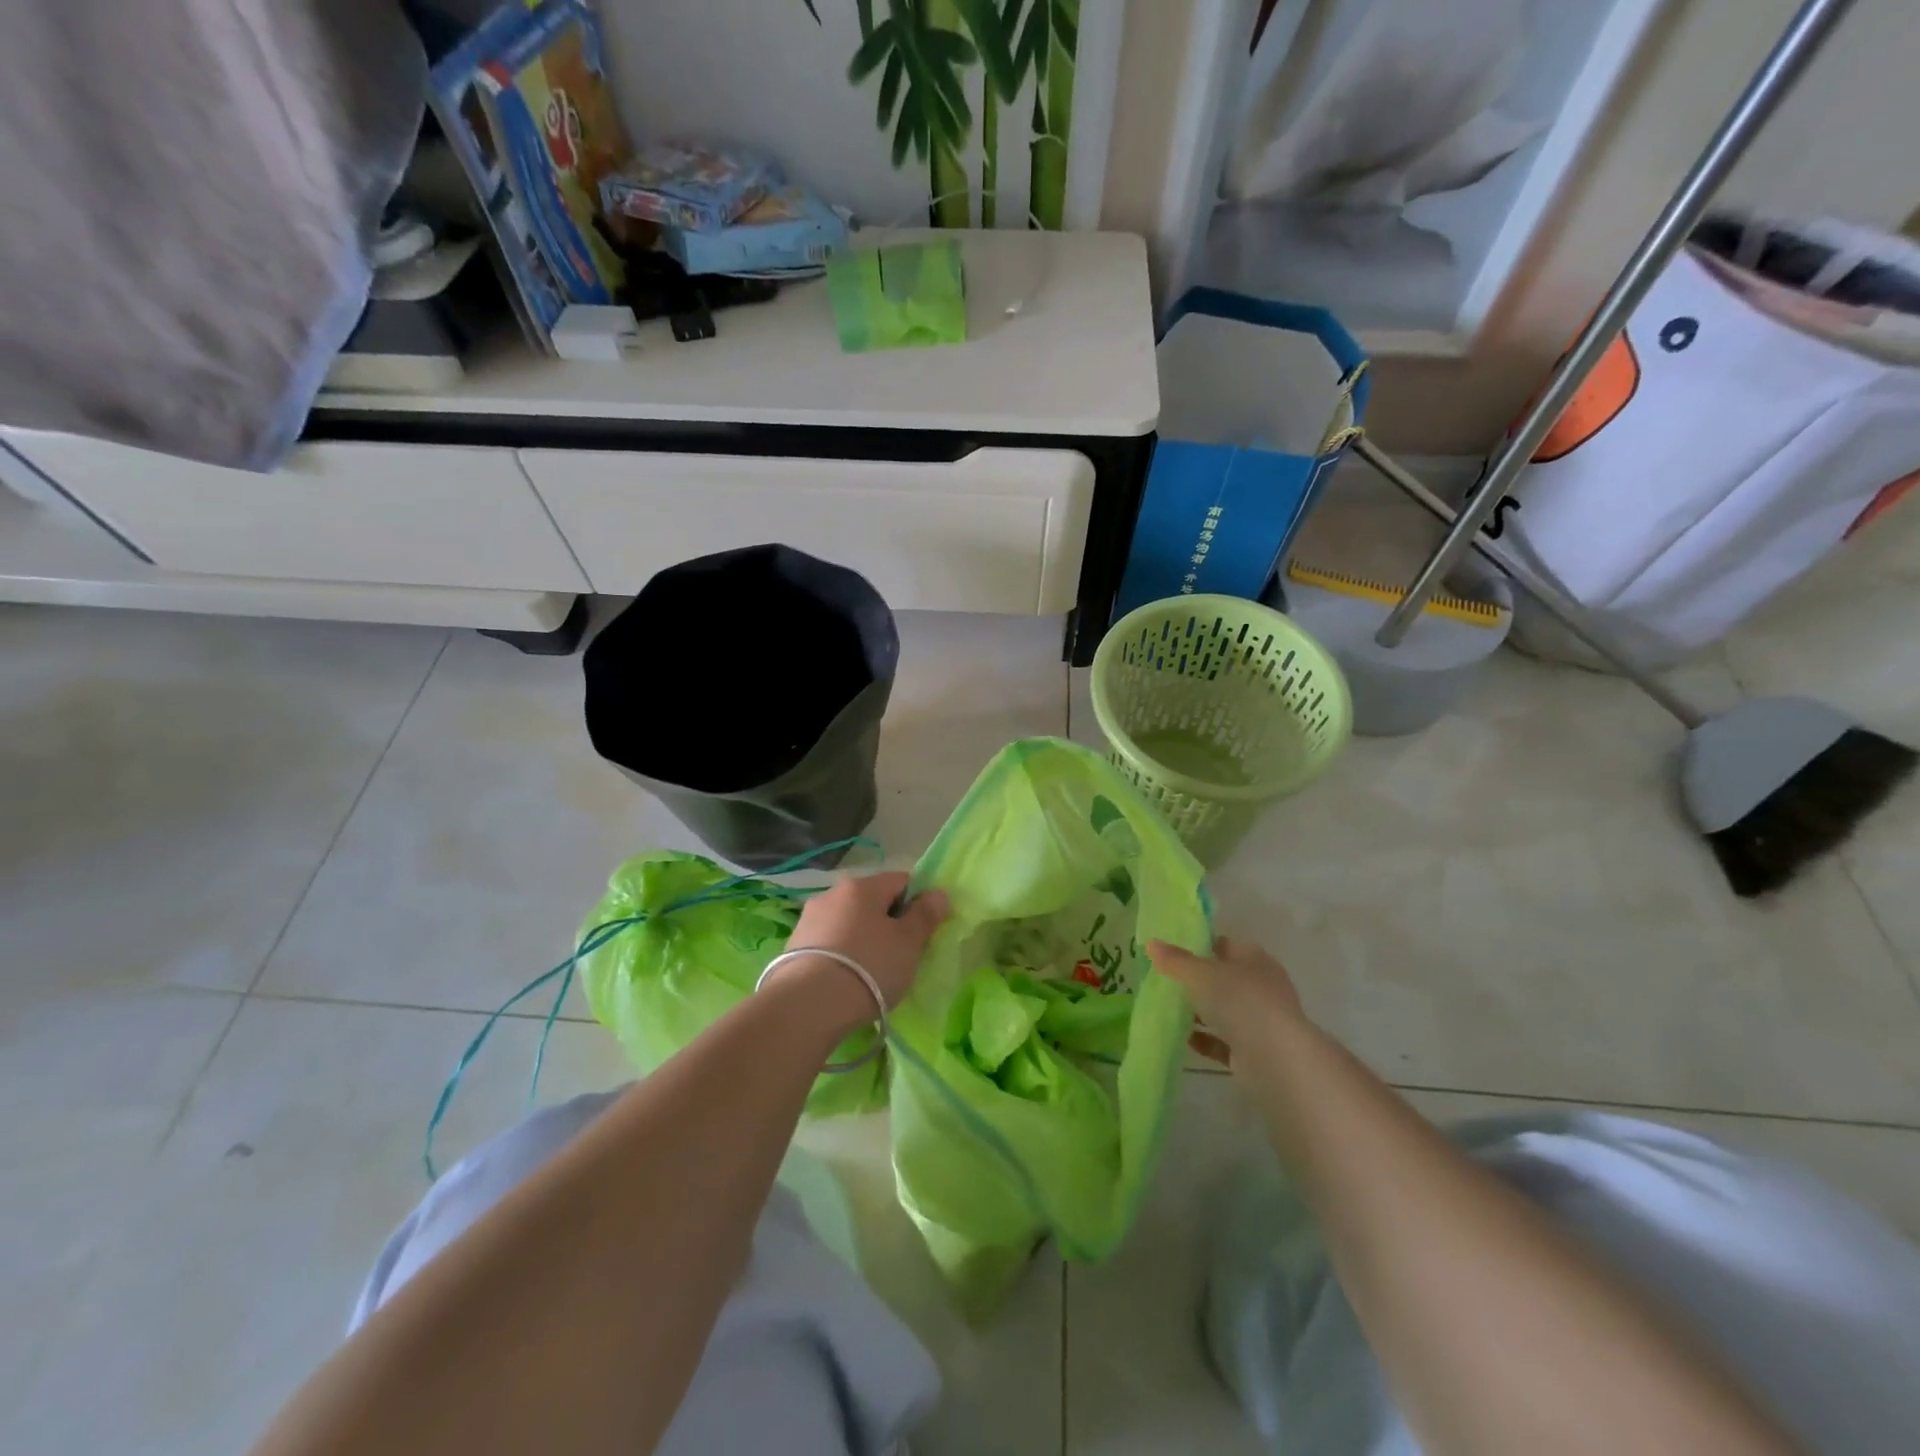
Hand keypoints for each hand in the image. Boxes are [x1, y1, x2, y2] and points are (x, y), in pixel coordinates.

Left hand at [770, 872, 948, 1034]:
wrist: (808, 1005)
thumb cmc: (870, 966)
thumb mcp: (908, 942)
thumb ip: (925, 915)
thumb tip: (938, 892)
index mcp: (862, 886)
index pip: (901, 880)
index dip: (918, 901)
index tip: (923, 931)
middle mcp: (832, 893)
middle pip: (872, 901)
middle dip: (888, 922)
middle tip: (901, 954)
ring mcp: (809, 919)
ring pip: (849, 922)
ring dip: (863, 938)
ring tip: (872, 972)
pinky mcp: (793, 946)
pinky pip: (829, 942)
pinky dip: (842, 954)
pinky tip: (847, 979)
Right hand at [1147, 936, 1303, 1058]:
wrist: (1275, 1058)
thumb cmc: (1238, 1000)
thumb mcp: (1199, 974)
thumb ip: (1175, 960)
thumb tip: (1151, 943)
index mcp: (1254, 959)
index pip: (1225, 945)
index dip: (1201, 946)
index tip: (1173, 953)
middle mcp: (1262, 987)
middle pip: (1225, 979)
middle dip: (1199, 982)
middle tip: (1168, 983)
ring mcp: (1262, 1020)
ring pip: (1226, 1011)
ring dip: (1202, 1013)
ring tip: (1171, 1012)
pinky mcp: (1257, 1051)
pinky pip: (1226, 1041)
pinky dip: (1207, 1040)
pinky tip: (1186, 1039)